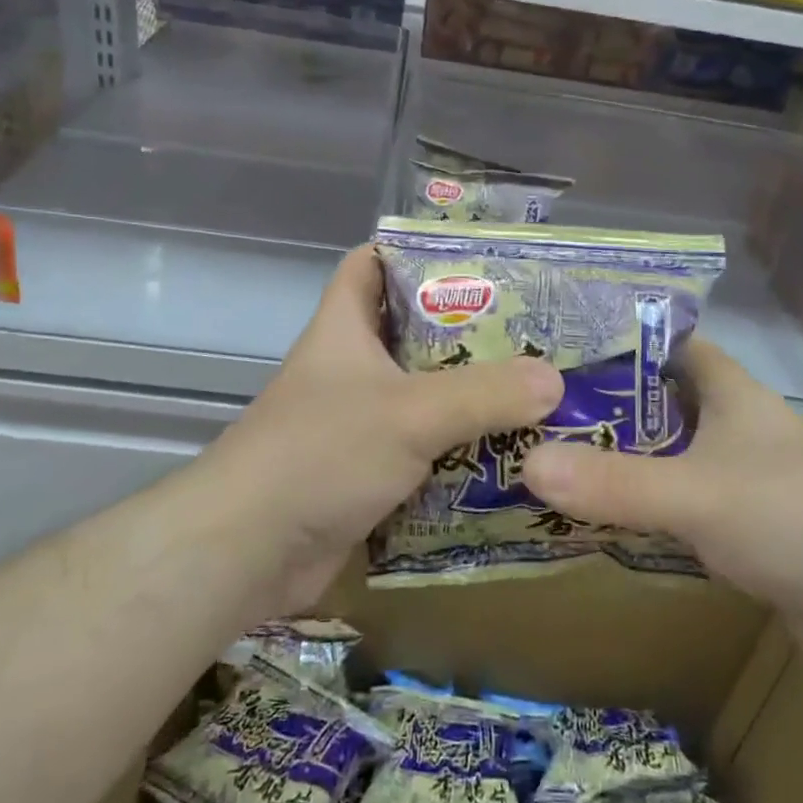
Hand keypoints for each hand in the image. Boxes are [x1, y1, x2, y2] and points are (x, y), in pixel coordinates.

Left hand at [209, 245, 563, 614]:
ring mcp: (356, 421)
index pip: (371, 263)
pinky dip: (457, 450)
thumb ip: (483, 394)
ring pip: (422, 393)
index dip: (414, 251)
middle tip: (531, 330)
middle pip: (412, 331)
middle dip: (466, 329)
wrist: (247, 551)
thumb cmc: (320, 453)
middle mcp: (350, 367)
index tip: (476, 258)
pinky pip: (422, 449)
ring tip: (535, 390)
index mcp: (344, 328)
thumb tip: (555, 381)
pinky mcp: (365, 472)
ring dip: (469, 395)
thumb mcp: (409, 412)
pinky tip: (507, 454)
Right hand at [522, 338, 802, 689]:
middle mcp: (732, 428)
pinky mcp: (741, 534)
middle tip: (529, 411)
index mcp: (729, 392)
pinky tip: (591, 520)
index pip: (664, 342)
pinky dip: (639, 513)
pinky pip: (675, 511)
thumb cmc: (801, 517)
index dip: (614, 338)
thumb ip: (615, 482)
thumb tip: (526, 463)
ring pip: (662, 460)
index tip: (553, 346)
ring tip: (542, 460)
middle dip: (599, 407)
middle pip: (654, 403)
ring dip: (615, 464)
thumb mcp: (699, 493)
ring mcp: (738, 482)